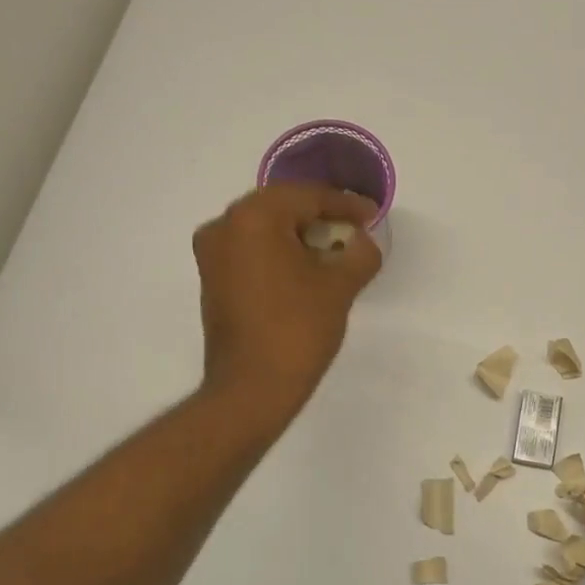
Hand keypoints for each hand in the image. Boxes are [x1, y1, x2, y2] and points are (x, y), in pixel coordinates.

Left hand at [192, 184, 381, 419]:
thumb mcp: (340, 286)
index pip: (308, 196)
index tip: (372, 214)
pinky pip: (251, 250)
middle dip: (321, 215)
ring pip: (265, 229)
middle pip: (282, 207)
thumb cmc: (298, 329)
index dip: (345, 204)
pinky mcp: (212, 279)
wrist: (252, 387)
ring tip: (334, 249)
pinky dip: (279, 252)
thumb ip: (360, 252)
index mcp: (253, 217)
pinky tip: (306, 267)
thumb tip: (362, 241)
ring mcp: (212, 253)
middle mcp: (224, 225)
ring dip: (299, 234)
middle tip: (355, 228)